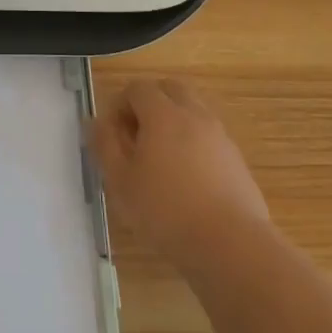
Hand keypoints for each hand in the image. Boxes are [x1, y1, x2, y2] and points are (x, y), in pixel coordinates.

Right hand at [90, 78, 267, 271]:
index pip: (138, 88)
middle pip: (170, 89)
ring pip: (193, 110)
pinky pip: (209, 135)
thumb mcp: (120, 181)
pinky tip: (186, 178)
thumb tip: (96, 122)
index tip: (113, 134)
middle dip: (150, 103)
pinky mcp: (236, 159)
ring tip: (161, 158)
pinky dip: (193, 142)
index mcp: (163, 114)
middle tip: (137, 136)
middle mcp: (194, 115)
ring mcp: (220, 136)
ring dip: (174, 121)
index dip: (120, 104)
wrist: (230, 244)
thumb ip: (105, 145)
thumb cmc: (165, 210)